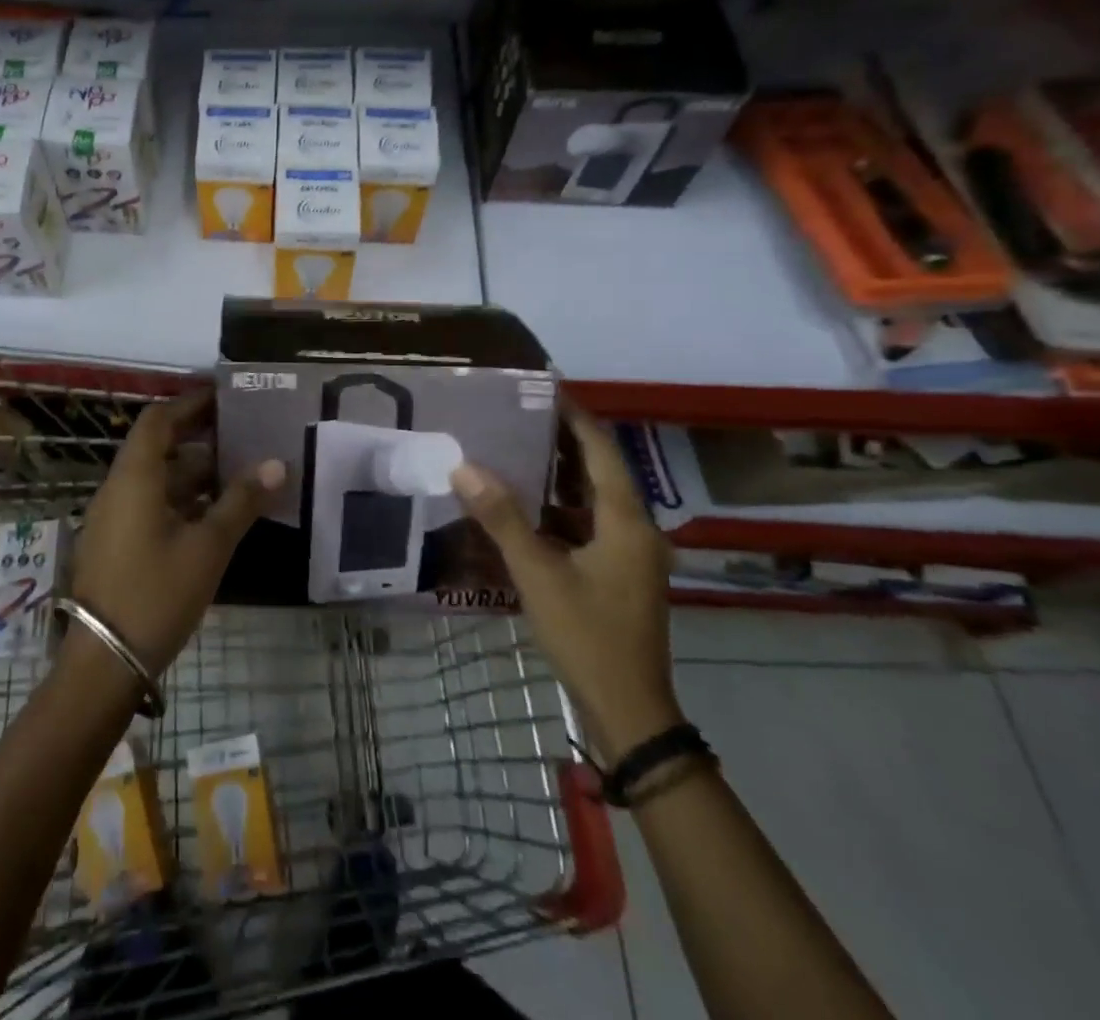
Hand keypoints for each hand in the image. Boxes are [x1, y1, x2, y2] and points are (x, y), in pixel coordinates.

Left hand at [67, 389, 284, 682]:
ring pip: (157, 478)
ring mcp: (114, 517)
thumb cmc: (157, 593)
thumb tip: (277, 464)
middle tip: (242, 430)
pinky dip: (182, 498)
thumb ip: (242, 502)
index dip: (191, 403)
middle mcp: (119, 488)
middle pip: (159, 446)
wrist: (104, 662)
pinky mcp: (117, 542)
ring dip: (194, 471)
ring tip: (239, 469)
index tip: (226, 396)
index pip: (159, 420)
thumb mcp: (208, 546)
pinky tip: (215, 512)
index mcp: (135, 477)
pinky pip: (151, 503)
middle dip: (199, 436)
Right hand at [451, 407, 680, 759]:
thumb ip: (501, 518)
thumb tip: (464, 467)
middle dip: (561, 441)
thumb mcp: (538, 573)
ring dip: (559, 475)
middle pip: (599, 469)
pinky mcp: (619, 573)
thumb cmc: (588, 635)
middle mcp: (635, 528)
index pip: (600, 449)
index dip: (573, 416)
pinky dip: (560, 508)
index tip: (541, 389)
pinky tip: (526, 506)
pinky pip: (589, 524)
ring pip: (594, 498)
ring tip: (514, 449)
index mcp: (626, 520)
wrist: (629, 711)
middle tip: (517, 415)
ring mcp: (630, 553)